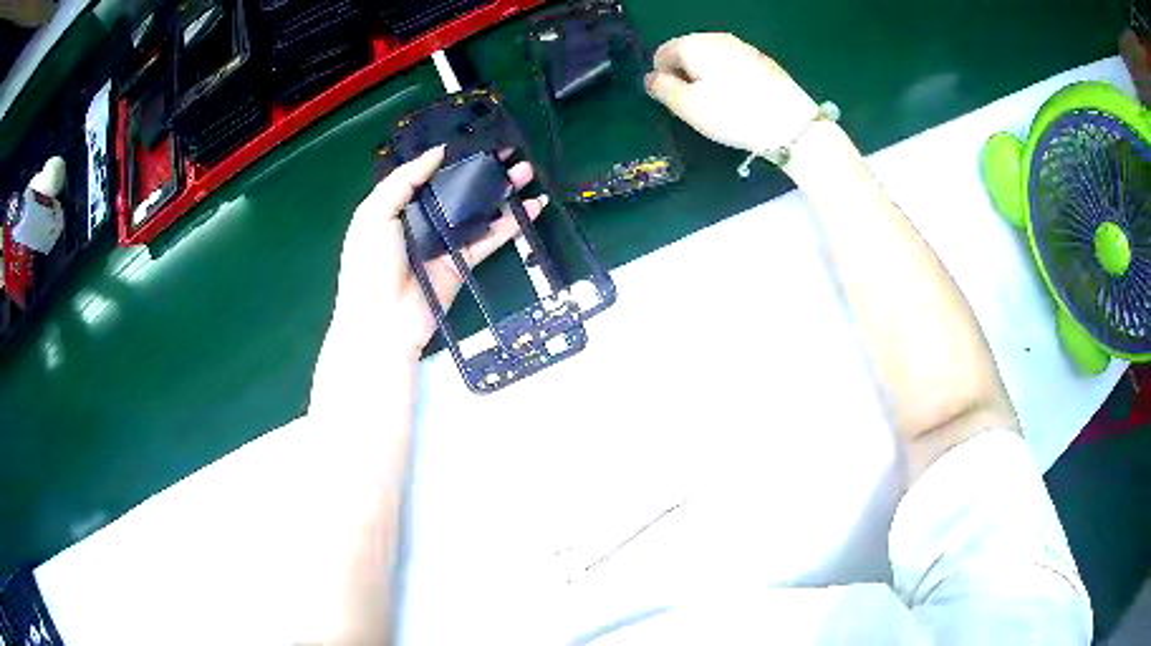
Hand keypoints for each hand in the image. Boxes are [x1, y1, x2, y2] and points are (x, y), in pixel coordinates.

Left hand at [332, 146, 546, 357]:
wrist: (381, 321)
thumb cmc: (369, 264)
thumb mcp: (374, 214)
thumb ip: (403, 180)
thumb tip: (438, 152)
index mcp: (398, 205)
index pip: (429, 175)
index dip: (453, 157)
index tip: (479, 139)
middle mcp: (423, 220)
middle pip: (458, 190)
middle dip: (484, 171)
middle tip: (511, 153)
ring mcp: (445, 242)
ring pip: (478, 210)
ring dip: (502, 192)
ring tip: (527, 172)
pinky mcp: (463, 263)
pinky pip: (489, 239)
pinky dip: (511, 225)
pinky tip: (532, 208)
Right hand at [645, 33, 818, 154]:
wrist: (791, 123)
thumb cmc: (732, 114)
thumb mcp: (687, 107)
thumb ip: (662, 89)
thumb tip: (652, 78)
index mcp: (693, 45)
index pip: (663, 53)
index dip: (662, 77)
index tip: (675, 101)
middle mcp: (717, 38)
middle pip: (689, 52)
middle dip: (686, 74)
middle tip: (697, 105)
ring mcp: (743, 47)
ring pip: (713, 58)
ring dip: (708, 77)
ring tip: (721, 105)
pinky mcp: (764, 60)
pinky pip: (734, 65)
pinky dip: (729, 78)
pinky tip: (742, 100)